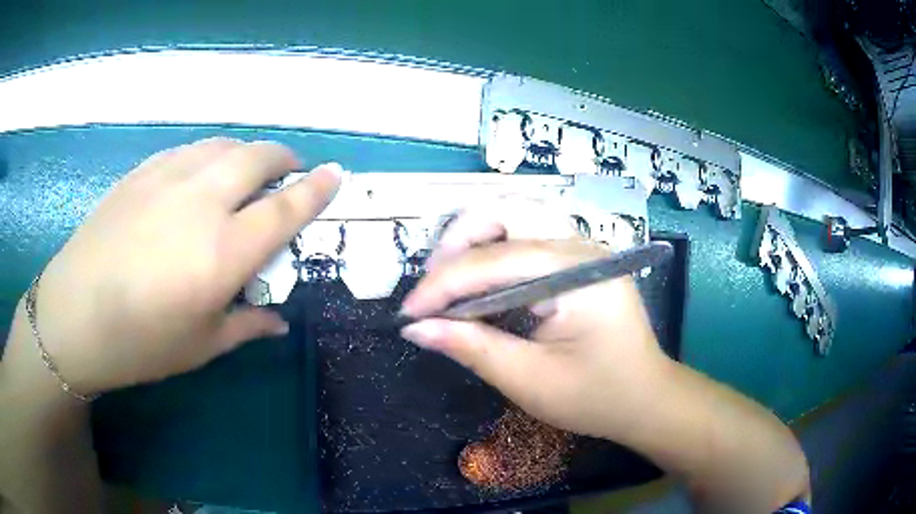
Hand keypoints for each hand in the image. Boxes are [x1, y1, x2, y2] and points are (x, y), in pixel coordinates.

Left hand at [28, 138, 342, 395]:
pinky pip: (189, 150)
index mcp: (222, 252)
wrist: (74, 315)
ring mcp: (168, 178)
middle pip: (257, 158)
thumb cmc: (140, 342)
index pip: (285, 208)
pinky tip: (200, 176)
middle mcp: (201, 202)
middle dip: (283, 158)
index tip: (337, 173)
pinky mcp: (142, 173)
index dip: (316, 188)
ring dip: (245, 154)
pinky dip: (209, 155)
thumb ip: (246, 326)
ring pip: (223, 145)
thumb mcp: (200, 345)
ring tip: (245, 173)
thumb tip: (278, 322)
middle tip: (289, 171)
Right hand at [399, 202, 672, 440]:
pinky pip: (530, 236)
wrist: (646, 398)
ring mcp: (584, 249)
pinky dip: (496, 250)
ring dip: (477, 239)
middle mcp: (582, 248)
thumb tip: (416, 329)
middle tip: (433, 286)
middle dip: (459, 241)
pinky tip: (482, 280)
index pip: (494, 262)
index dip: (443, 285)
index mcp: (577, 275)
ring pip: (518, 216)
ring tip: (451, 280)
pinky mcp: (580, 260)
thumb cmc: (596, 396)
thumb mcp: (530, 381)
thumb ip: (472, 348)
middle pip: (508, 212)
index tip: (408, 313)